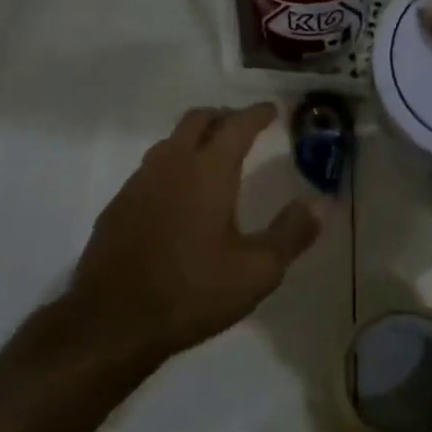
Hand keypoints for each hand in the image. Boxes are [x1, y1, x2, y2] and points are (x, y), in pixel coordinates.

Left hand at [72, 104, 322, 359]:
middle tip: (243, 129)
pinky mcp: (118, 205)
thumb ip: (291, 233)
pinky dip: (172, 167)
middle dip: (223, 118)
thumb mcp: (257, 270)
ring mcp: (139, 183)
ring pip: (170, 142)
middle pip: (198, 120)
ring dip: (194, 140)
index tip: (272, 110)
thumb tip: (319, 204)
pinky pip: (150, 170)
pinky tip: (178, 197)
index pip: (237, 125)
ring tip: (213, 158)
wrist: (112, 321)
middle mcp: (172, 164)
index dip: (257, 114)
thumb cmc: (192, 291)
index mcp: (209, 171)